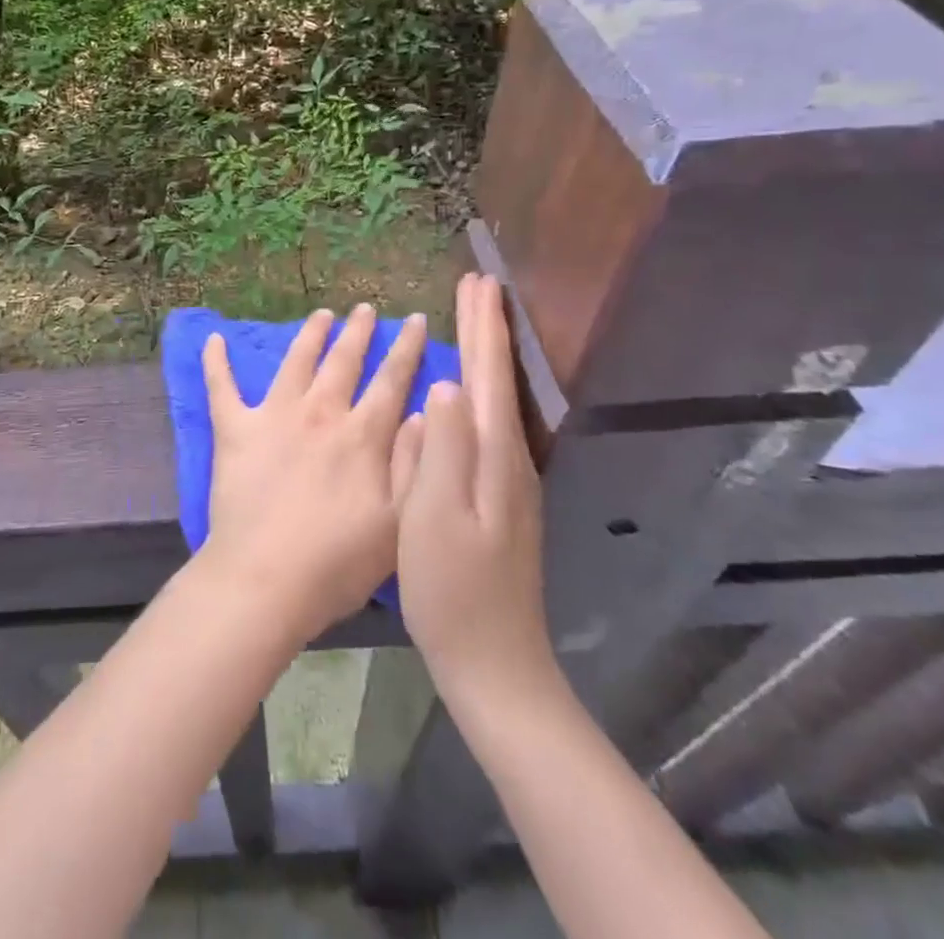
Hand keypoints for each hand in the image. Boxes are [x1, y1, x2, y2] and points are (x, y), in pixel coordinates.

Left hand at [199, 304, 427, 645]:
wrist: (266, 578)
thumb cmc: (338, 561)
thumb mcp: (401, 522)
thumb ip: (416, 463)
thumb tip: (426, 411)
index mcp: (362, 436)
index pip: (392, 381)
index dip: (407, 349)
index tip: (417, 320)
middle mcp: (320, 413)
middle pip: (344, 361)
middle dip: (358, 332)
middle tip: (366, 308)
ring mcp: (273, 416)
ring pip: (296, 361)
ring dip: (310, 334)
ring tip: (321, 314)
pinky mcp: (234, 430)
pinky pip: (222, 388)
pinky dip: (216, 363)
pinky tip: (213, 339)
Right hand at [398, 274, 559, 711]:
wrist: (493, 662)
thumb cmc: (452, 588)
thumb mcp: (434, 515)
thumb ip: (441, 448)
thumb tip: (447, 384)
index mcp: (491, 456)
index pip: (488, 373)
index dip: (482, 326)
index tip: (478, 282)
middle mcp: (508, 458)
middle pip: (498, 379)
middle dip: (489, 330)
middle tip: (479, 286)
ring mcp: (508, 480)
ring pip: (496, 399)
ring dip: (487, 355)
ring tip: (475, 323)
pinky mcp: (500, 498)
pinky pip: (488, 423)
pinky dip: (481, 389)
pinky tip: (467, 392)